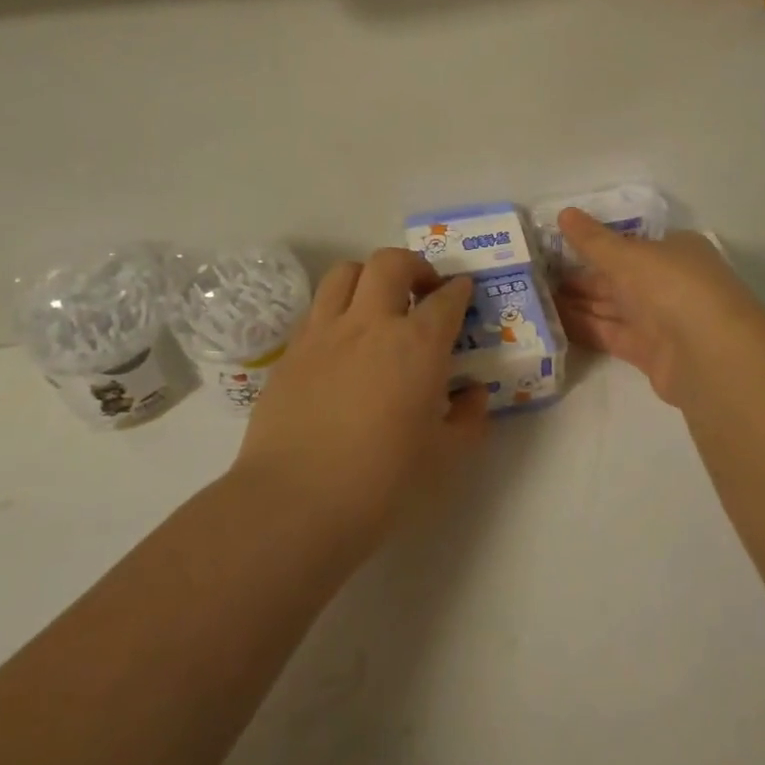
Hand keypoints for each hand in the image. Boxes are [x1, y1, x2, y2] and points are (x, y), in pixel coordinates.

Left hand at [231, 247, 488, 549]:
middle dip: (414, 266)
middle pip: (391, 262)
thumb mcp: (444, 457)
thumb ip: (468, 419)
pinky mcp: (291, 351)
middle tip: (422, 290)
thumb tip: (473, 394)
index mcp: (417, 345)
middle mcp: (371, 323)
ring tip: (377, 303)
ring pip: (345, 272)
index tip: (463, 292)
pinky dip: (337, 309)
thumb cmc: (382, 481)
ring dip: (369, 277)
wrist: (294, 502)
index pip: (446, 299)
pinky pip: (317, 308)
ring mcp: (325, 332)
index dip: (459, 291)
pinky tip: (343, 341)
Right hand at [554, 208, 764, 407]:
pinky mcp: (650, 353)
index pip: (630, 245)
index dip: (595, 245)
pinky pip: (611, 335)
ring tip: (536, 298)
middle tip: (536, 275)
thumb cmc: (672, 286)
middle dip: (581, 277)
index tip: (558, 246)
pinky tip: (553, 323)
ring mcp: (662, 320)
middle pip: (619, 278)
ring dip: (578, 303)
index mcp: (674, 251)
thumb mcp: (627, 255)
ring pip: (612, 307)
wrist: (709, 354)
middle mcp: (670, 283)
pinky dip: (585, 328)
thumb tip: (563, 213)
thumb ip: (593, 240)